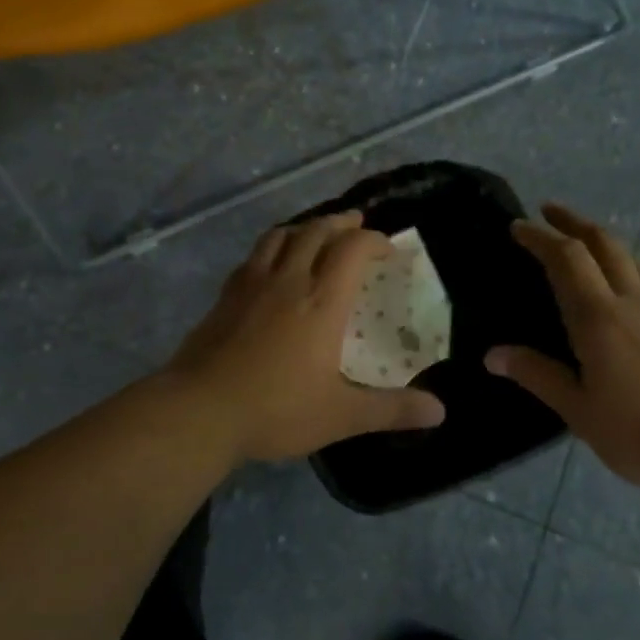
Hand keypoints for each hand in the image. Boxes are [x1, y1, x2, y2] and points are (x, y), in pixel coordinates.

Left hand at [162, 210, 446, 462]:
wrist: (200, 410)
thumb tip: (440, 411)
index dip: (374, 241)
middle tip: (356, 224)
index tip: (388, 249)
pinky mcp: (225, 295)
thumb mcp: (342, 415)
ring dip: (304, 227)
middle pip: (316, 232)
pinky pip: (254, 255)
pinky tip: (271, 264)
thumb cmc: (276, 409)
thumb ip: (391, 410)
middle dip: (340, 223)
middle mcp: (288, 280)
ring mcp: (252, 284)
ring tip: (315, 233)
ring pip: (280, 236)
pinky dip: (272, 247)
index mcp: (322, 301)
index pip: (352, 250)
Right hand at [485, 204, 639, 488]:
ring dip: (601, 239)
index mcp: (600, 318)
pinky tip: (620, 288)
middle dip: (573, 221)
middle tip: (548, 212)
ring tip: (581, 241)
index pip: (566, 258)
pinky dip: (624, 267)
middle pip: (603, 242)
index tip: (518, 227)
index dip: (540, 237)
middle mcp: (632, 301)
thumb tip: (493, 354)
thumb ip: (536, 374)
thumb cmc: (638, 433)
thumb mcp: (577, 409)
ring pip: (630, 257)